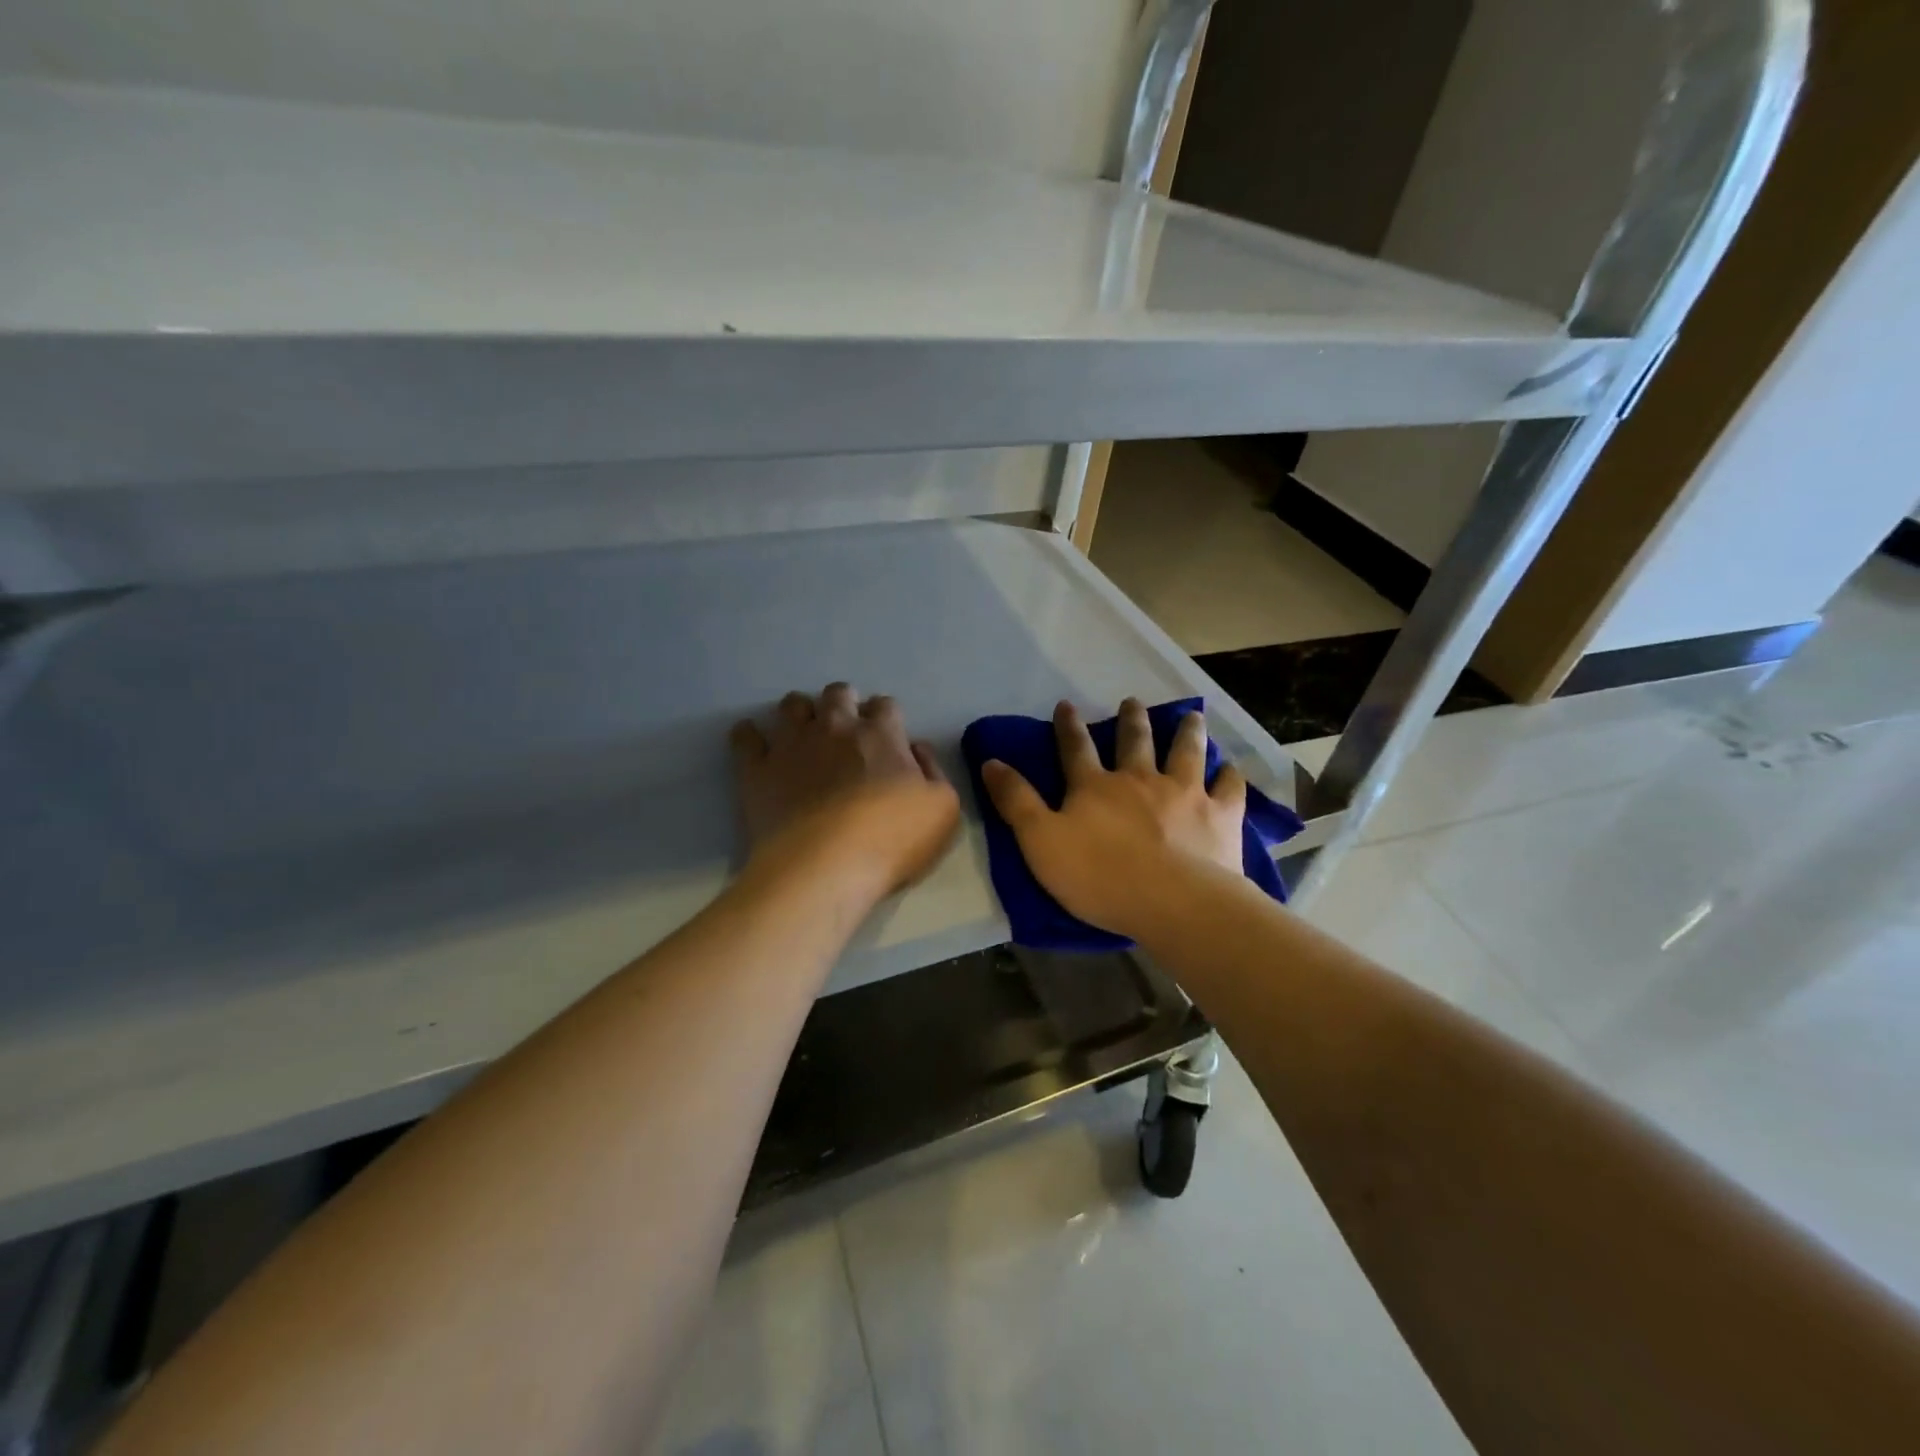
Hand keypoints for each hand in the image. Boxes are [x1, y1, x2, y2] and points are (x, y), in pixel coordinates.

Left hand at [731, 683, 959, 897]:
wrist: (825, 868)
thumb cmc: (892, 840)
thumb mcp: (943, 809)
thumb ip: (933, 771)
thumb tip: (916, 748)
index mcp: (881, 734)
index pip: (885, 706)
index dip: (887, 718)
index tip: (887, 738)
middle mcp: (835, 727)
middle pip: (838, 694)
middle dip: (844, 703)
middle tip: (846, 730)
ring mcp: (792, 744)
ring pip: (792, 705)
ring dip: (801, 712)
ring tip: (804, 733)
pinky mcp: (757, 769)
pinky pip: (745, 737)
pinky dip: (749, 735)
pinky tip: (753, 742)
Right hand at [980, 698, 1245, 939]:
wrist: (1172, 902)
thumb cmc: (1099, 876)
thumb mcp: (1040, 841)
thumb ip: (1016, 801)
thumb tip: (990, 761)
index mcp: (1095, 787)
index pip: (1075, 748)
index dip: (1068, 727)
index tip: (1065, 705)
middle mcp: (1140, 779)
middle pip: (1135, 741)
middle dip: (1131, 720)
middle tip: (1132, 702)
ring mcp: (1185, 793)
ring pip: (1186, 752)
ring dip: (1187, 732)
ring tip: (1191, 715)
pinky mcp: (1220, 815)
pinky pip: (1229, 788)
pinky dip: (1230, 775)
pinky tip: (1231, 768)